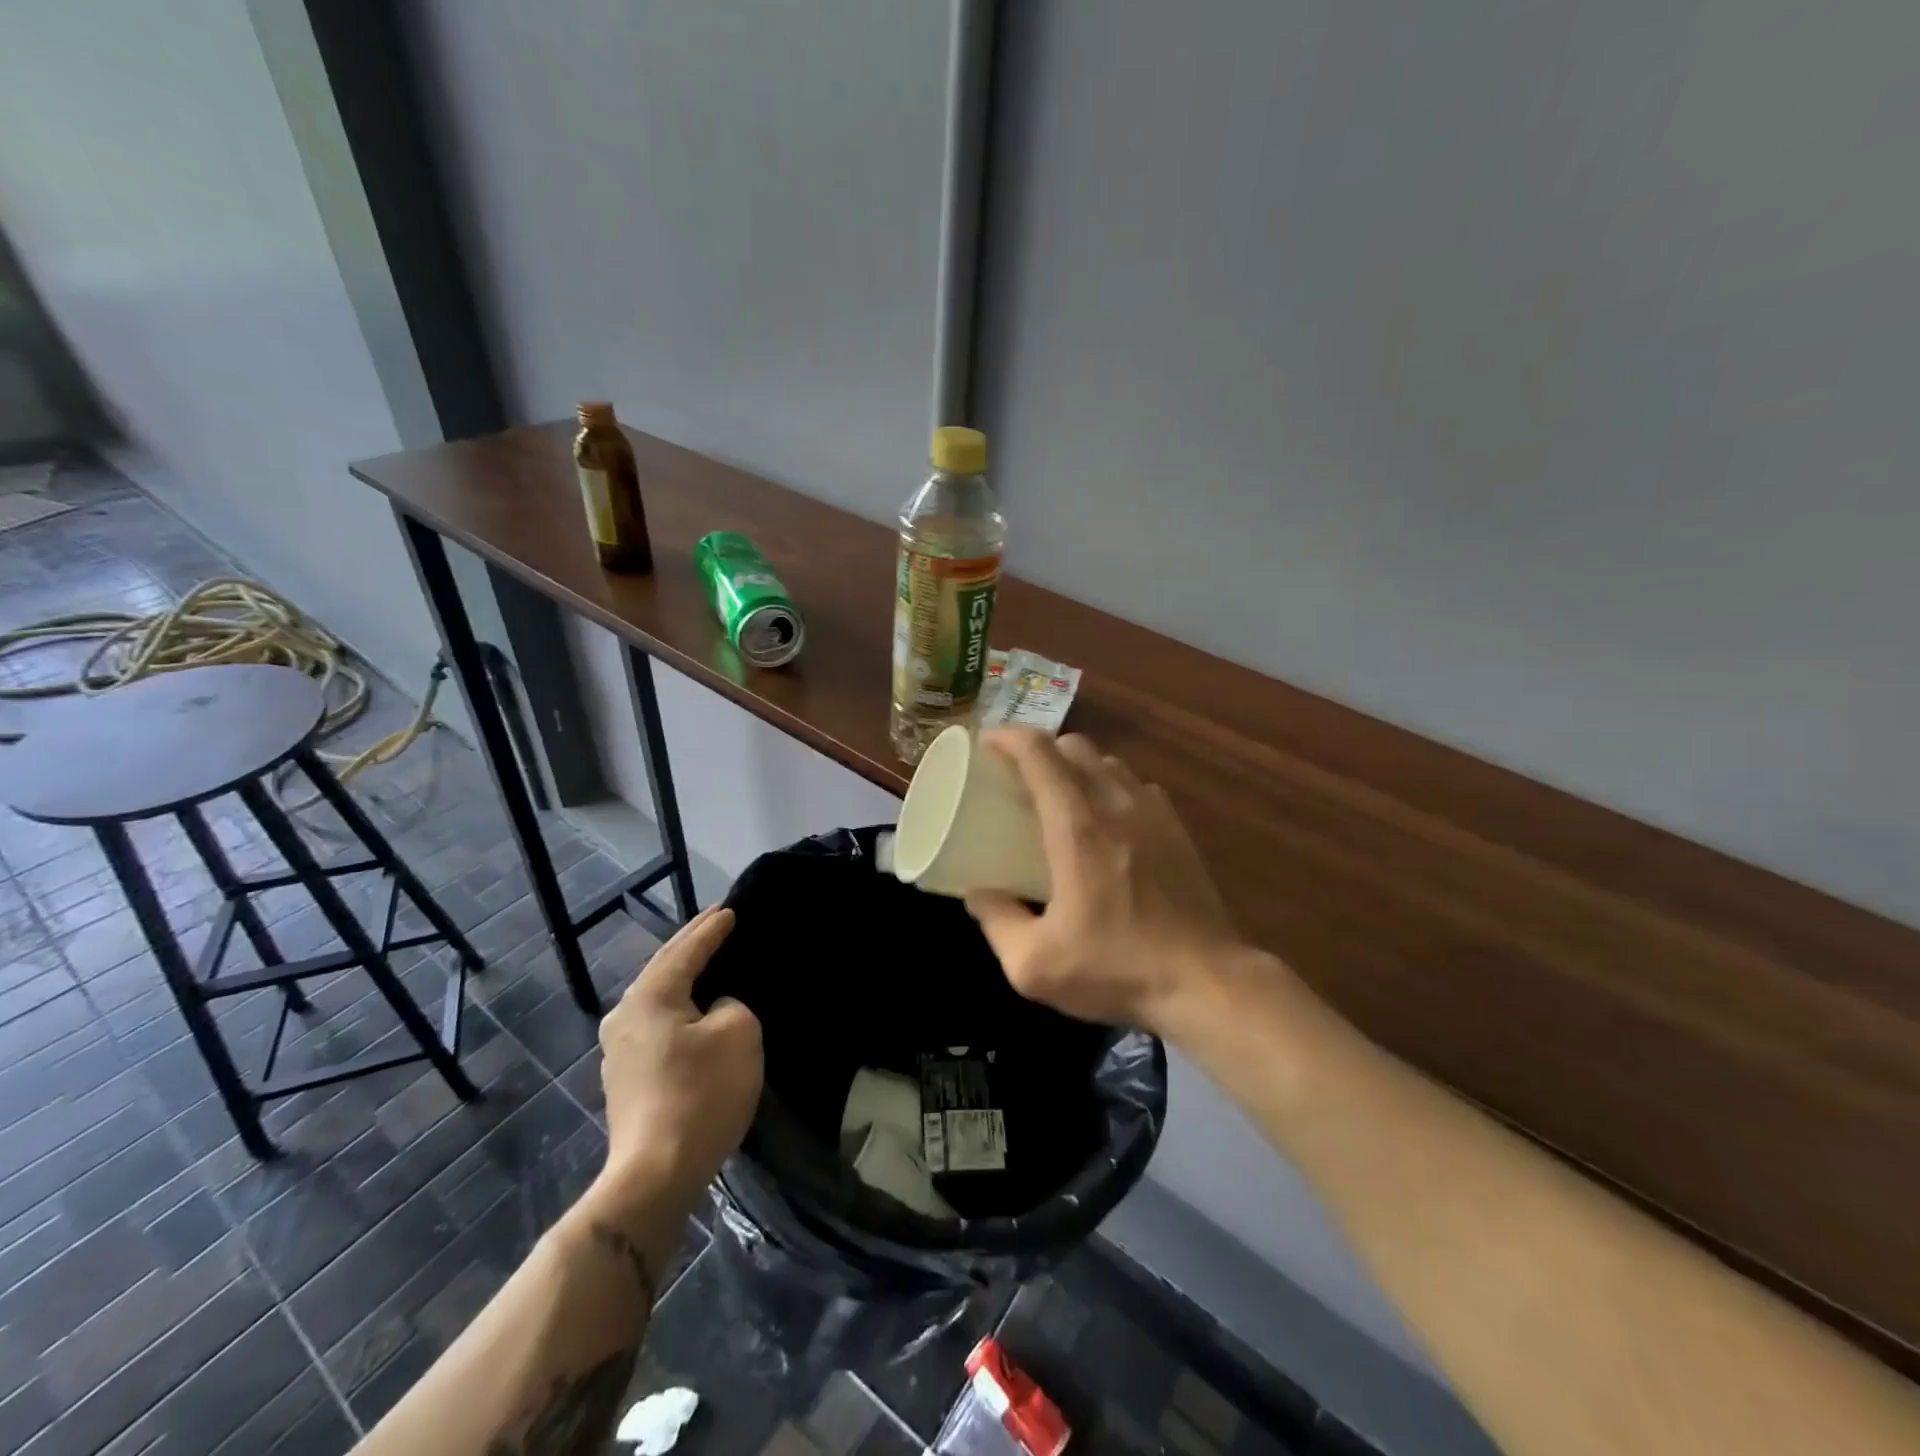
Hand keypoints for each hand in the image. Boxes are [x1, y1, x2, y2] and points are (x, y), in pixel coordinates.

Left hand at [594, 906, 761, 1219]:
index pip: (687, 950)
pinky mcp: (625, 1079)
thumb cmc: (701, 1094)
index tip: (732, 910)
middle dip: (691, 945)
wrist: (655, 1175)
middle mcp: (625, 1016)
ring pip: (658, 998)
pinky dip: (678, 1006)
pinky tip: (693, 1009)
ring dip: (682, 976)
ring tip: (706, 959)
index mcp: (650, 996)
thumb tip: (713, 1010)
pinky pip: (657, 1024)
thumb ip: (730, 1004)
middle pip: (664, 968)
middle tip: (717, 923)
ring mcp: (618, 1050)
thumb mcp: (738, 1032)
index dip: (712, 929)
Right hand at [965, 730, 1242, 1035]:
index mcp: (1076, 826)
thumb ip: (997, 922)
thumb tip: (979, 894)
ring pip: (1110, 762)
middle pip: (1075, 747)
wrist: (1206, 982)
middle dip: (1041, 750)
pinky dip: (1112, 787)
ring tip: (1060, 797)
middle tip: (1018, 777)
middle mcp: (1116, 804)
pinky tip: (1107, 821)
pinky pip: (1138, 786)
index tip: (987, 742)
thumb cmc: (1116, 969)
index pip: (1039, 753)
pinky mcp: (1178, 830)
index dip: (1009, 737)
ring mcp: (1154, 813)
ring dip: (1078, 767)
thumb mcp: (1034, 964)